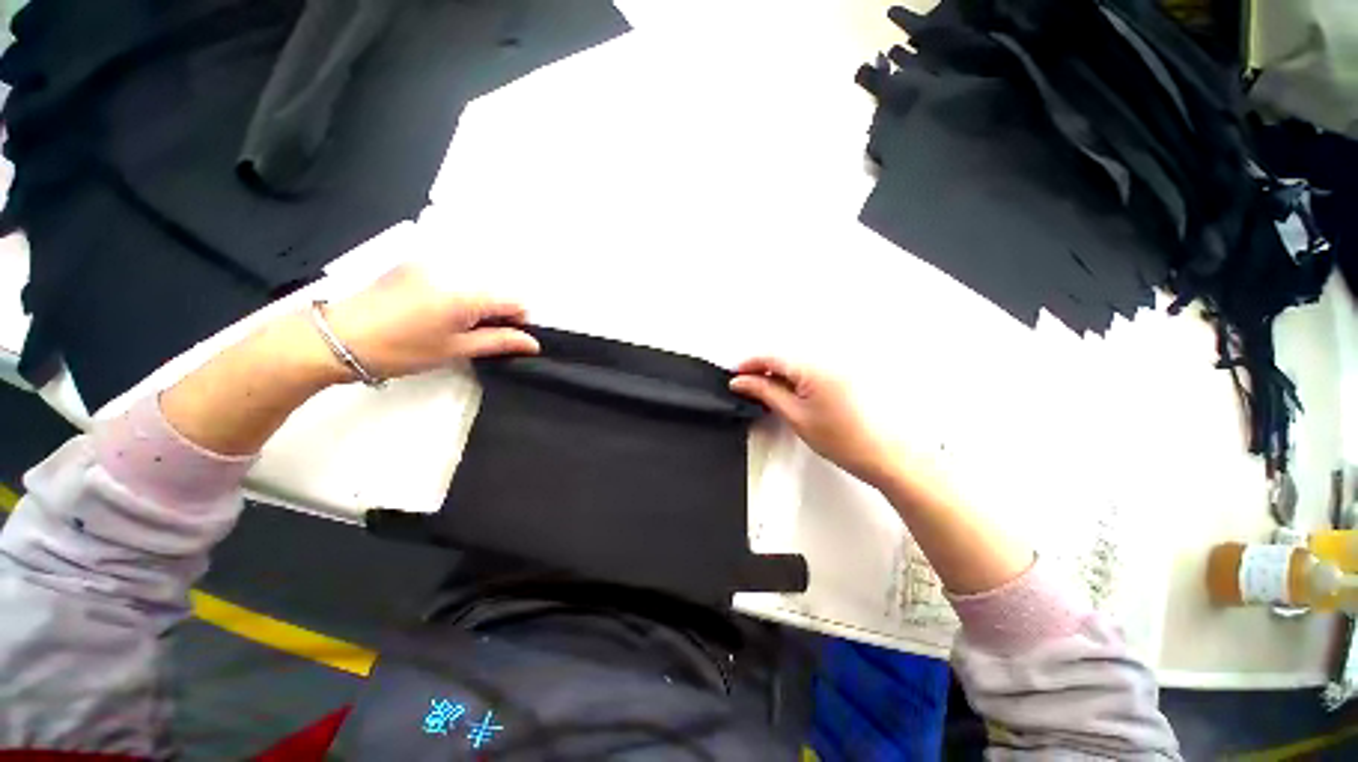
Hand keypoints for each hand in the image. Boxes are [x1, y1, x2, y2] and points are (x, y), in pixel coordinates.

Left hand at [324, 264, 539, 381]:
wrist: (336, 338)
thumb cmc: (400, 350)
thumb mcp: (455, 350)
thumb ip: (499, 342)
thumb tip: (533, 343)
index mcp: (465, 293)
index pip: (513, 300)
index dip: (518, 320)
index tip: (509, 338)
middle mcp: (452, 270)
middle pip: (494, 289)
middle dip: (497, 312)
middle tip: (479, 336)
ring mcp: (430, 263)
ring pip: (474, 283)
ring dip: (477, 303)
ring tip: (455, 326)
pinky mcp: (413, 264)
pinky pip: (452, 277)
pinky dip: (457, 293)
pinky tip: (437, 312)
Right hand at [730, 357, 900, 487]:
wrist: (882, 453)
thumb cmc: (844, 439)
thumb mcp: (794, 415)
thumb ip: (765, 393)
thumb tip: (742, 382)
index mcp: (813, 367)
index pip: (771, 356)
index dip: (749, 365)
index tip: (735, 376)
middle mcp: (827, 359)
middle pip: (783, 356)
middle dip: (762, 370)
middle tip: (748, 388)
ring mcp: (837, 365)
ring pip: (795, 362)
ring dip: (778, 374)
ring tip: (769, 395)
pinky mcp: (843, 373)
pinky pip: (810, 367)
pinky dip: (794, 377)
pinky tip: (790, 394)